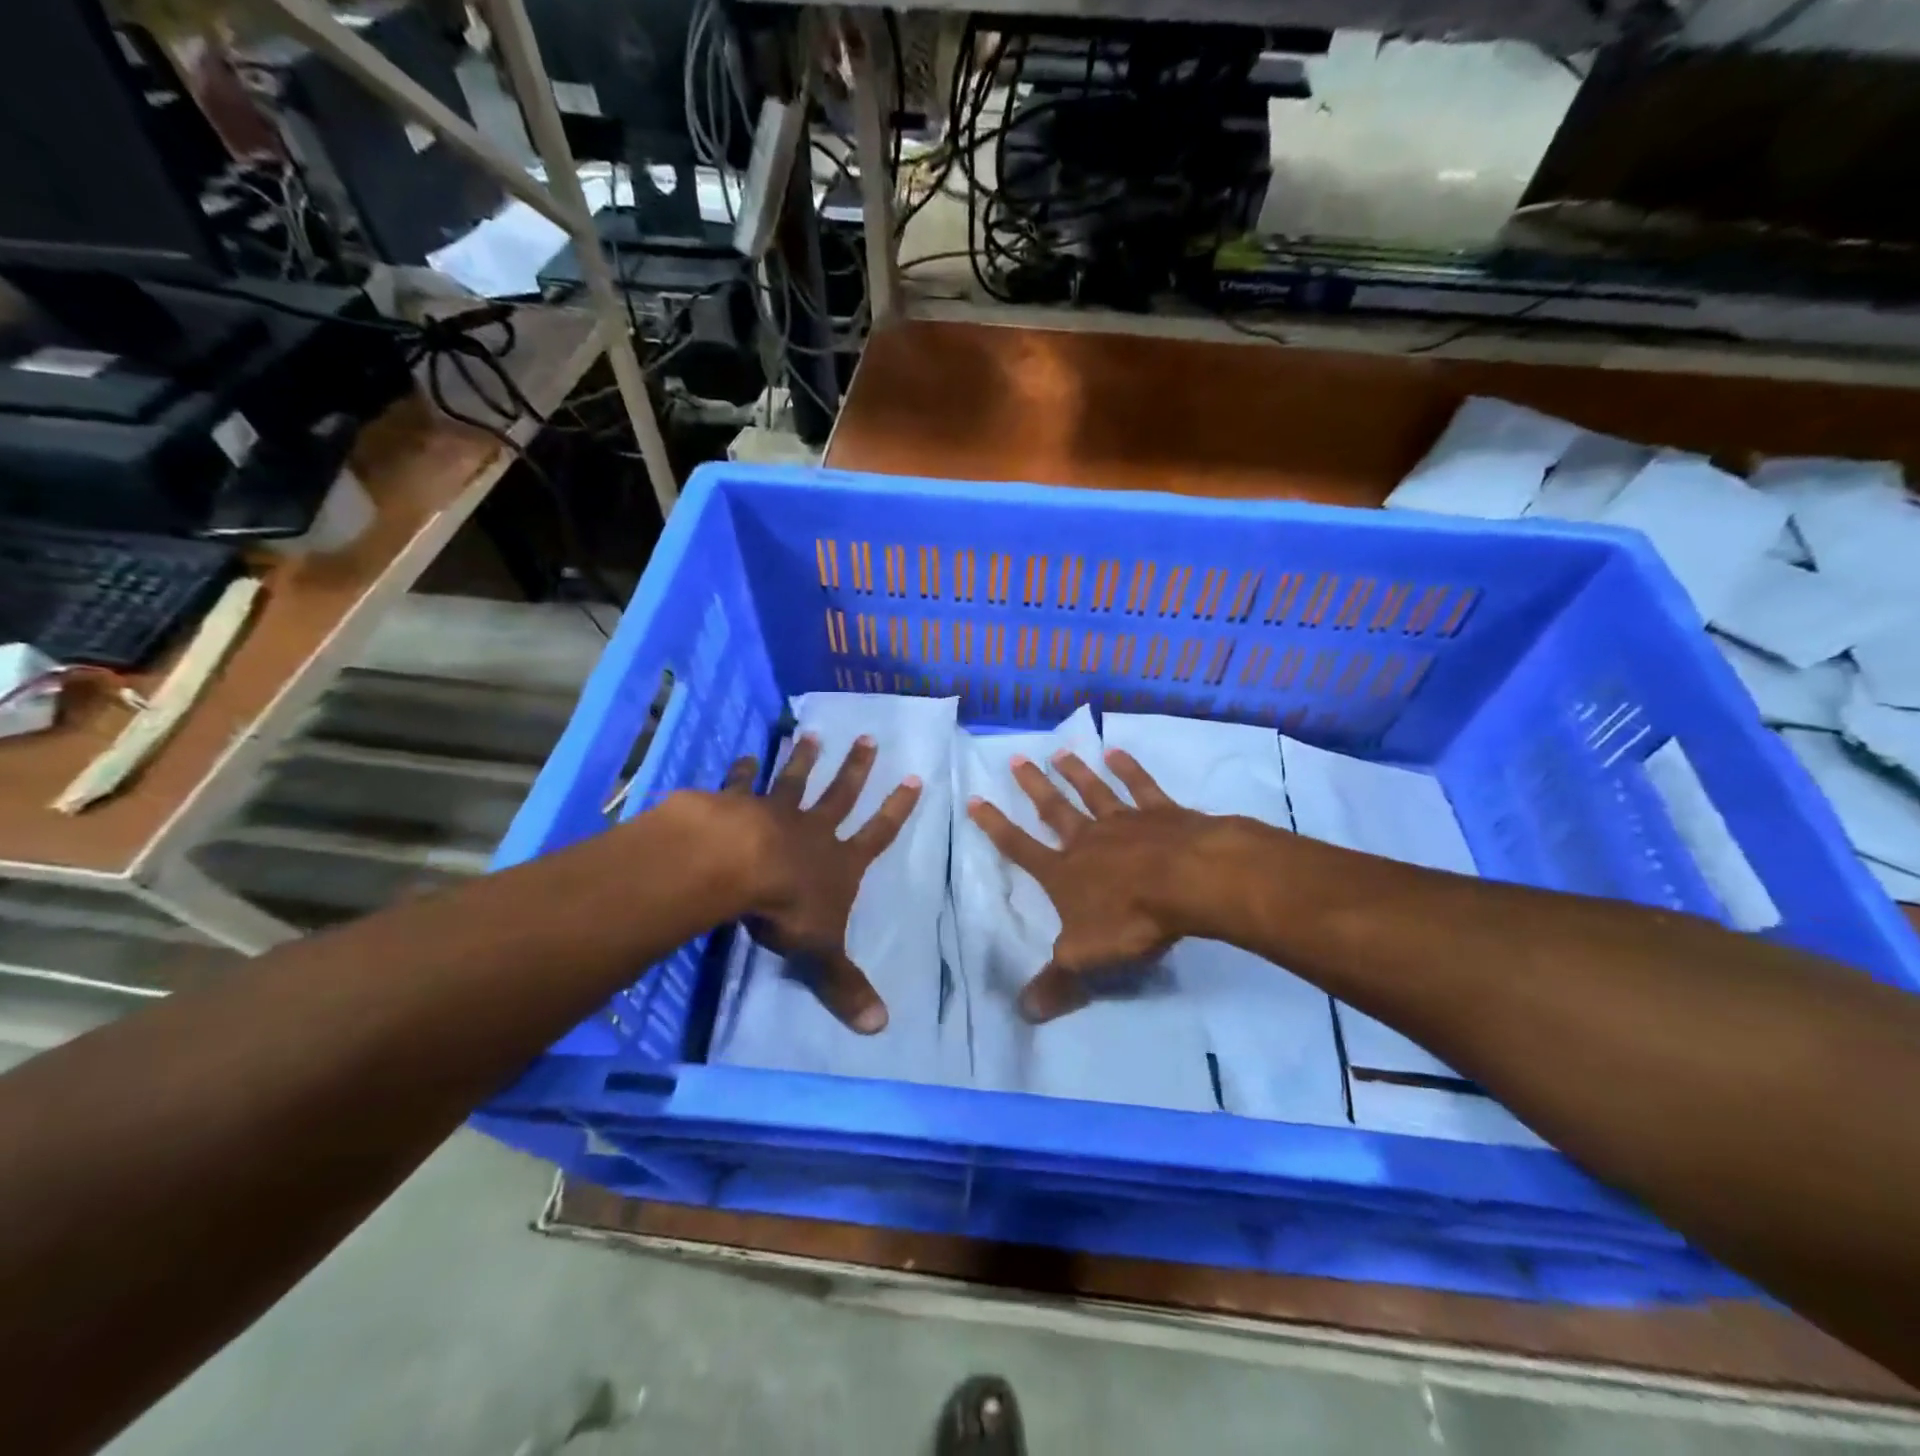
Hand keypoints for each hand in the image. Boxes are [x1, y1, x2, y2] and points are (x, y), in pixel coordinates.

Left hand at [723, 733, 920, 1034]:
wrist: (735, 868)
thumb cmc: (786, 908)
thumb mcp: (821, 953)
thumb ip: (846, 985)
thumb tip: (881, 1028)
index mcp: (839, 862)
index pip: (877, 833)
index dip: (897, 809)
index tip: (914, 780)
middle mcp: (812, 830)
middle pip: (840, 794)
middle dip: (856, 769)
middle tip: (868, 738)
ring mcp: (774, 813)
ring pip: (795, 781)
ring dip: (804, 759)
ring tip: (812, 735)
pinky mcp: (736, 806)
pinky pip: (740, 784)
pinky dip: (741, 771)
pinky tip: (743, 755)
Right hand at [966, 749, 1214, 1022]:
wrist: (1189, 884)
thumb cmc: (1132, 920)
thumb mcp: (1085, 959)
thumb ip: (1056, 982)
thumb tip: (1024, 1012)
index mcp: (1064, 872)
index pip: (1019, 847)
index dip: (995, 826)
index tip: (975, 800)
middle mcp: (1088, 840)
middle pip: (1054, 809)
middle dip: (1033, 786)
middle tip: (1016, 759)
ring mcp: (1125, 821)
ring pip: (1093, 791)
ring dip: (1075, 772)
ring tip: (1059, 751)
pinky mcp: (1163, 813)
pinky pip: (1140, 786)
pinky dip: (1128, 768)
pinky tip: (1116, 751)